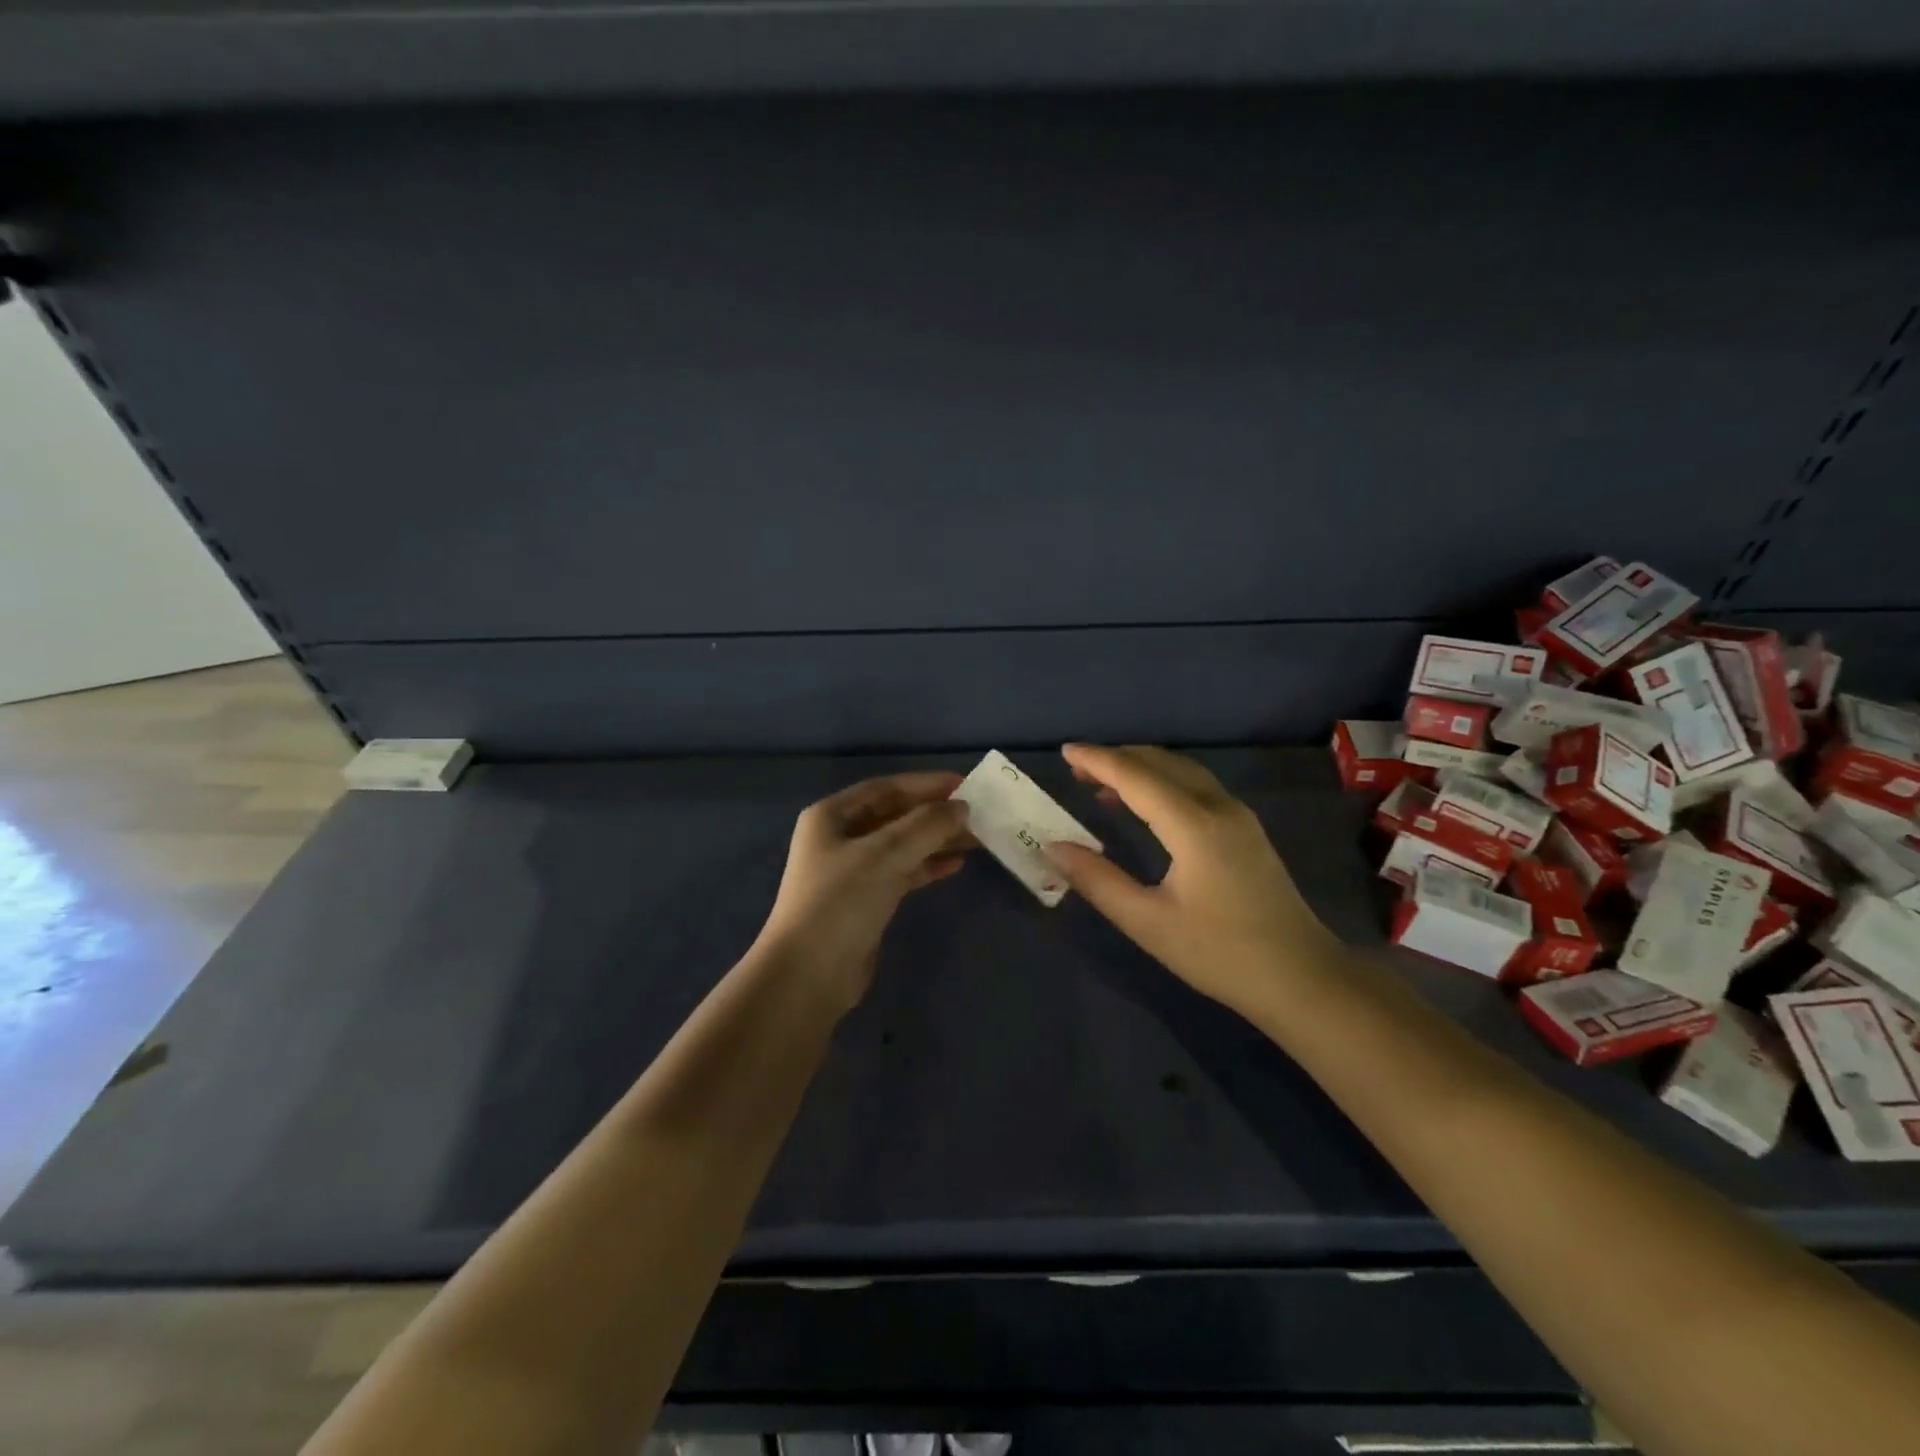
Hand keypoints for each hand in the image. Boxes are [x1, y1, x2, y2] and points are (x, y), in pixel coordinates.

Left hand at [754, 771, 973, 1012]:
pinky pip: (902, 873)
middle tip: (977, 813)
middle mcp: (839, 837)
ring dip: (936, 840)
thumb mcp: (885, 855)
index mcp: (832, 816)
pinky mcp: (865, 900)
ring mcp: (851, 871)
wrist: (809, 974)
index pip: (886, 788)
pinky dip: (927, 867)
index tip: (965, 784)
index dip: (925, 784)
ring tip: (976, 838)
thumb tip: (961, 807)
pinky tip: (955, 865)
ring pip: (902, 845)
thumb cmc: (841, 902)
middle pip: (895, 816)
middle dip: (934, 814)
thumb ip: (926, 826)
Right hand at [1047, 744, 1338, 1014]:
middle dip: (1117, 759)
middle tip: (1077, 770)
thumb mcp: (1148, 923)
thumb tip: (1054, 847)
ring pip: (1183, 771)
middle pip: (1161, 763)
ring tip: (1103, 784)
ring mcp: (1239, 817)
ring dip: (1141, 769)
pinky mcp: (1247, 831)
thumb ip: (1098, 881)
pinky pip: (1197, 787)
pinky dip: (1163, 783)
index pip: (1136, 777)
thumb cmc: (1220, 954)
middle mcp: (1219, 808)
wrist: (1302, 978)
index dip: (1097, 761)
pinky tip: (1147, 807)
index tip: (1065, 751)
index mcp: (1194, 825)